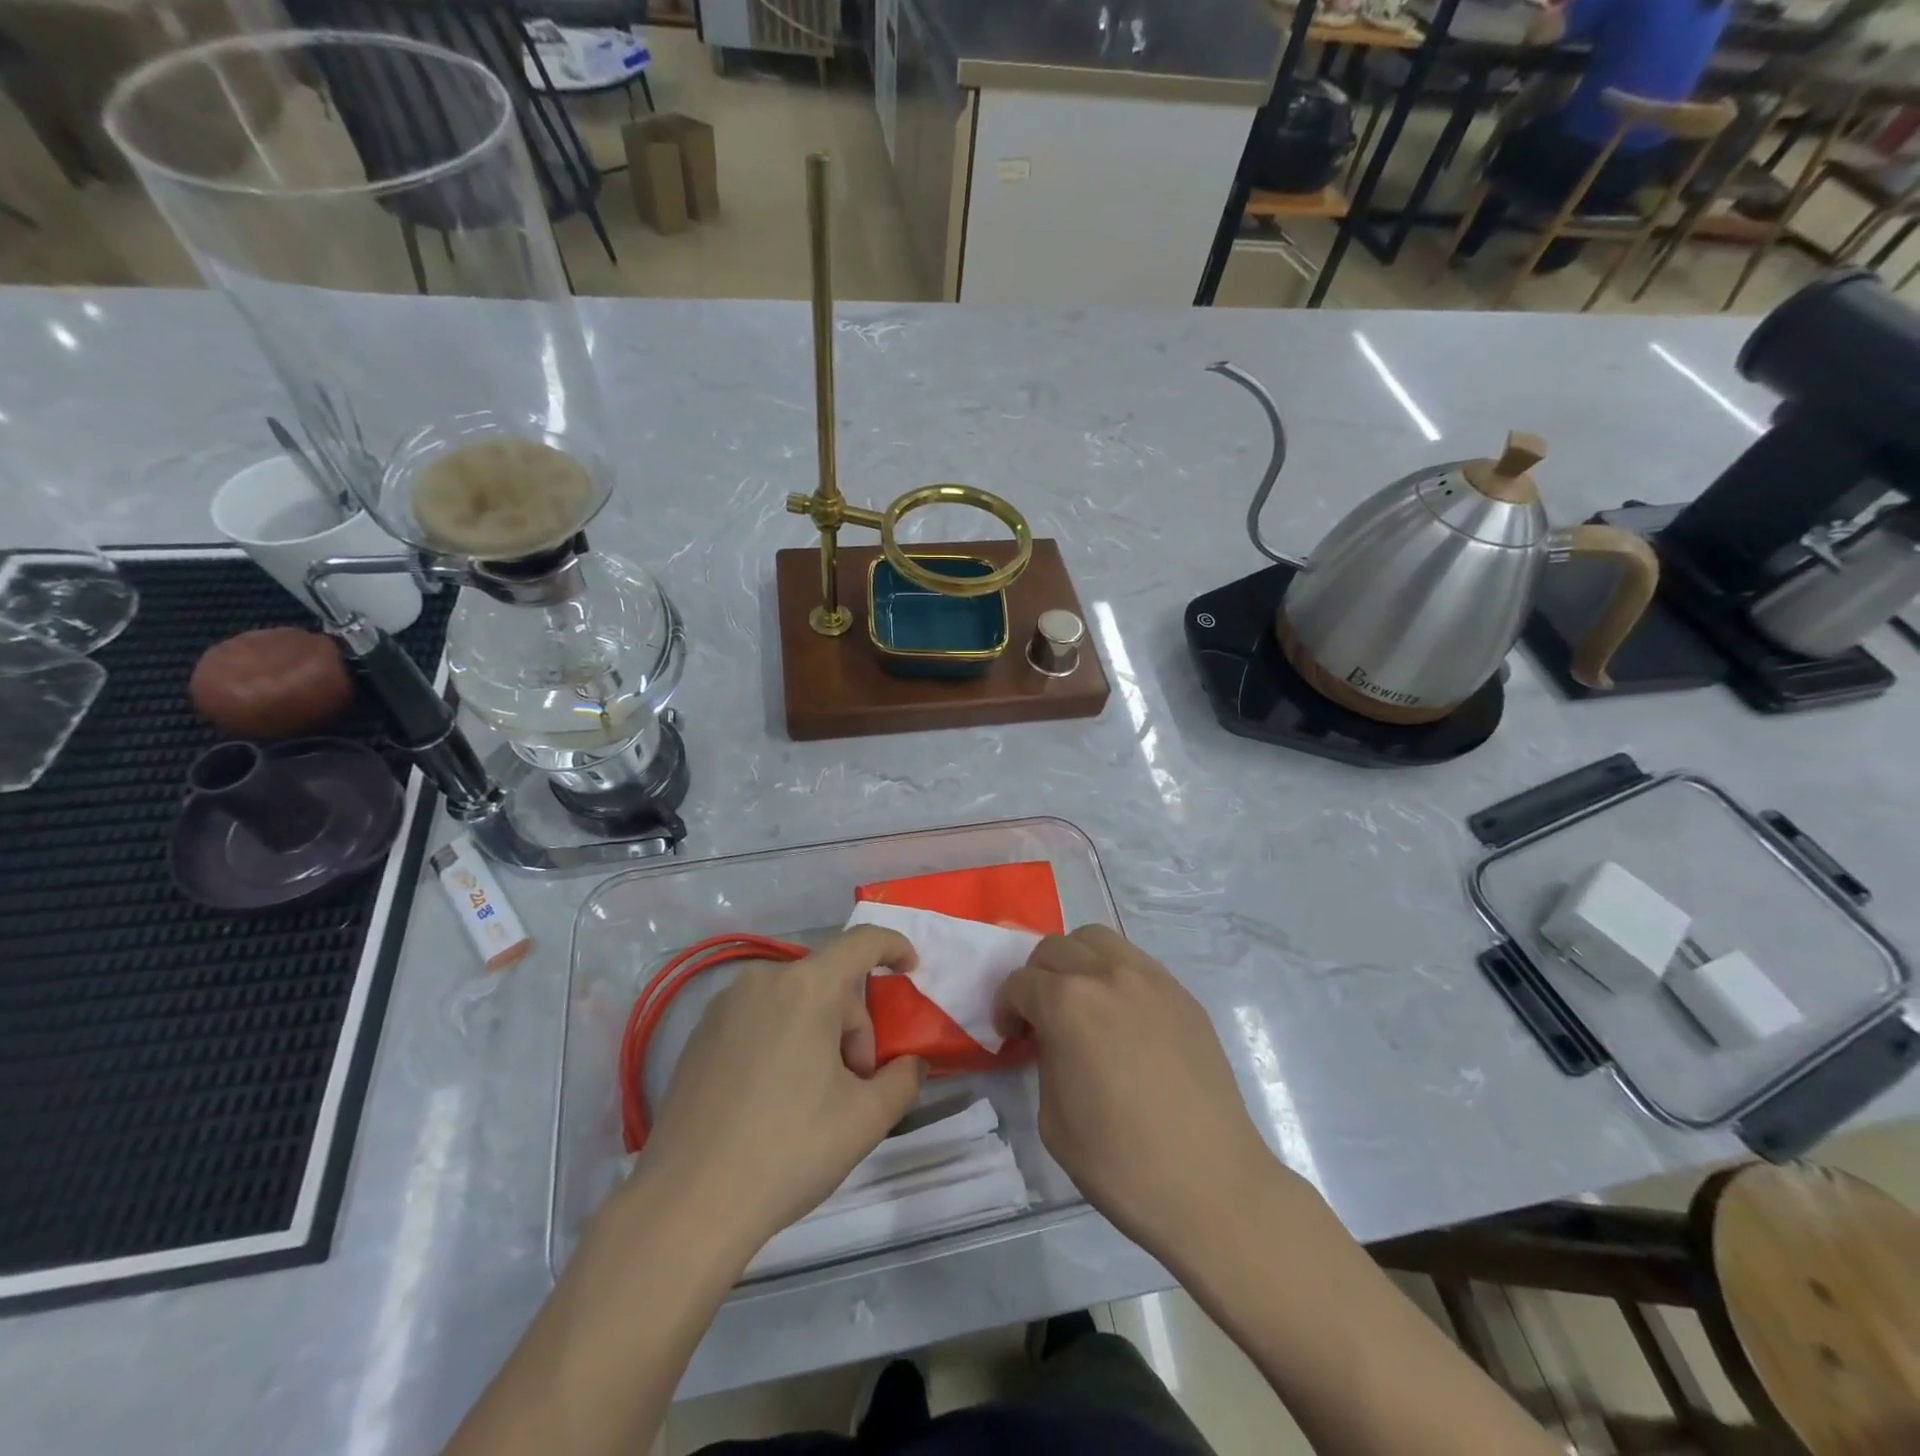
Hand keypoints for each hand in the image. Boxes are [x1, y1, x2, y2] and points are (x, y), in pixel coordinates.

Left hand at [638, 926, 927, 1258]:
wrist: (687, 1206)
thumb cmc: (788, 1150)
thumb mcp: (866, 1119)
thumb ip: (904, 1079)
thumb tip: (910, 1064)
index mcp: (807, 987)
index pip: (862, 942)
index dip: (894, 947)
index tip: (912, 971)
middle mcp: (762, 980)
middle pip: (829, 981)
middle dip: (854, 1024)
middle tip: (855, 1084)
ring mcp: (724, 1005)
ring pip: (794, 1000)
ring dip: (819, 1033)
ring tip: (814, 1097)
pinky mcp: (699, 1034)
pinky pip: (760, 1017)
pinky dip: (782, 1040)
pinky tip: (773, 1099)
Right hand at [994, 925, 1274, 1255]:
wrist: (1211, 1186)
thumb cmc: (1121, 1162)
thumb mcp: (1052, 1118)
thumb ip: (1045, 1059)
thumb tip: (1053, 1040)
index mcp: (1068, 1004)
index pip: (1020, 982)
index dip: (1006, 1008)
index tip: (1012, 1036)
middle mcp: (1108, 975)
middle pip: (1056, 948)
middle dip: (1037, 977)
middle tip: (1040, 1017)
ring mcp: (1151, 979)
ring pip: (1098, 940)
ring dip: (1076, 961)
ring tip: (1081, 1002)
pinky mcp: (1182, 994)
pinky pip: (1135, 962)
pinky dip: (1114, 973)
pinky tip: (1121, 1016)